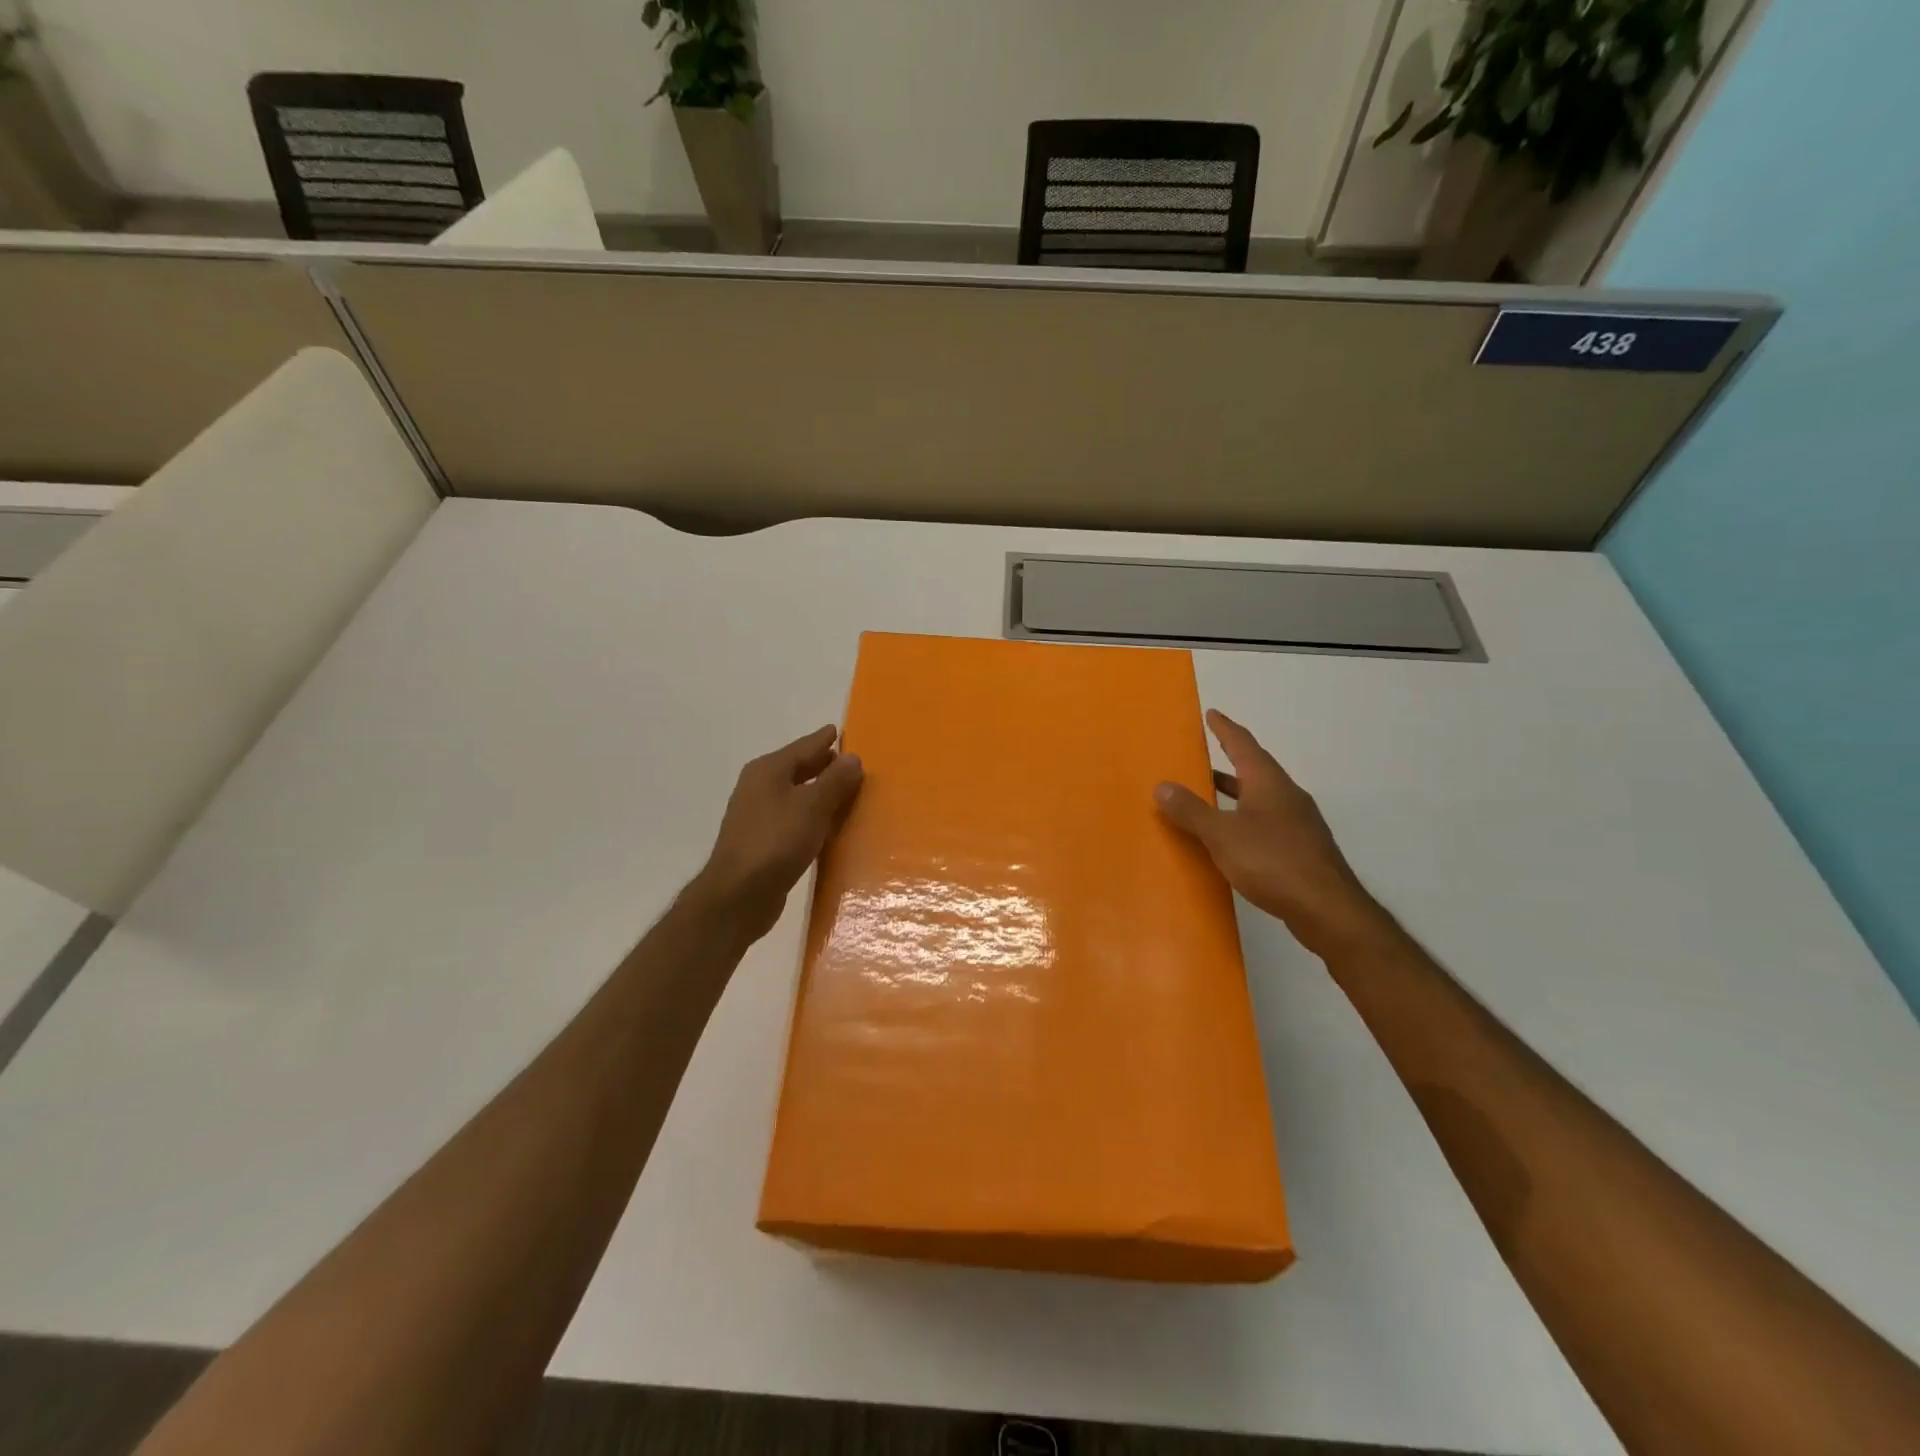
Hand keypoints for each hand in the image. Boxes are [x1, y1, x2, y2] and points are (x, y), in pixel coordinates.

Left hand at [690, 726, 864, 942]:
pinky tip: (827, 826)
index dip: (825, 740)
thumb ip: (835, 781)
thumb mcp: (813, 806)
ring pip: (796, 795)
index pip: (804, 746)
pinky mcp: (761, 841)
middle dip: (823, 765)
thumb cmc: (776, 841)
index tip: (841, 731)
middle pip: (798, 769)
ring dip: (819, 793)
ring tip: (847, 793)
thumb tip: (853, 757)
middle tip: (852, 763)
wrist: (738, 895)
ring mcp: (757, 815)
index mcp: (768, 770)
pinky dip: (811, 816)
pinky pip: (793, 818)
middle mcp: (759, 787)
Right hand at [1155, 709, 1385, 957]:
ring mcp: (1298, 823)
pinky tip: (1233, 837)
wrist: (1326, 908)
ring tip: (1210, 795)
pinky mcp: (1302, 848)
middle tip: (1203, 756)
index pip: (1243, 745)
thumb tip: (1162, 785)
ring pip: (1261, 797)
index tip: (1212, 714)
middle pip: (1254, 769)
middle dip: (1229, 761)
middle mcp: (1286, 795)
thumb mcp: (1221, 835)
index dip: (1225, 728)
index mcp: (1268, 783)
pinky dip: (1245, 818)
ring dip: (1236, 792)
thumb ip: (1191, 810)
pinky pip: (1267, 821)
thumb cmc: (1271, 861)